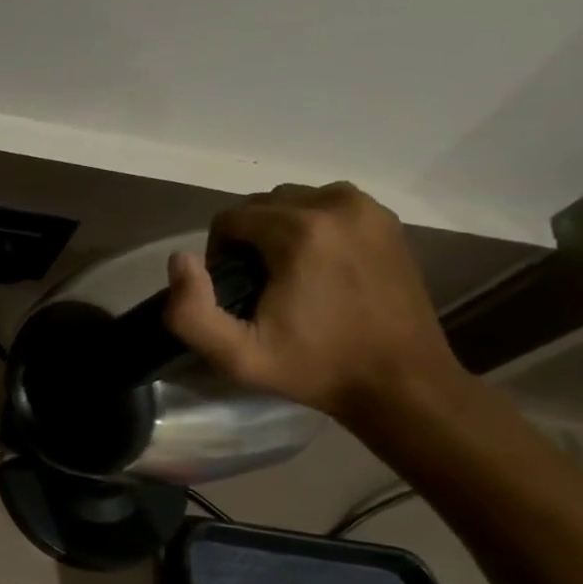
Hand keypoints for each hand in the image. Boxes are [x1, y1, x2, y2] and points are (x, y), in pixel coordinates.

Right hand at [162, 182, 468, 419]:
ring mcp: (366, 209)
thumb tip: (181, 258)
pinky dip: (313, 226)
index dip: (218, 255)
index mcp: (298, 231)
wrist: (402, 383)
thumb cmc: (315, 368)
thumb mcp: (237, 357)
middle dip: (248, 239)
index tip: (233, 292)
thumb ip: (190, 312)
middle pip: (261, 204)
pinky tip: (318, 266)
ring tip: (286, 274)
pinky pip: (329, 206)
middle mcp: (334, 205)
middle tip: (257, 286)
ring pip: (294, 201)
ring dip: (278, 229)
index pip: (229, 218)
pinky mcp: (386, 220)